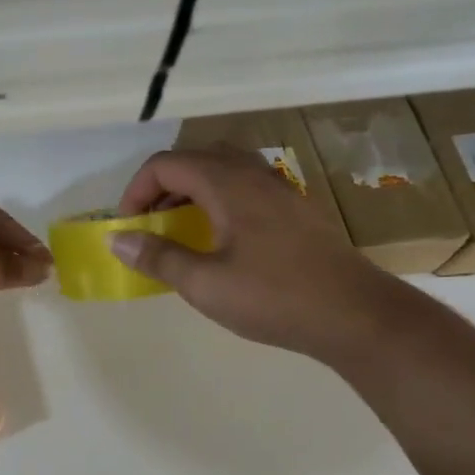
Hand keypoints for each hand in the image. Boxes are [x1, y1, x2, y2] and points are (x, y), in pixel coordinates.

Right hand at [111, 148, 397, 357]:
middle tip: (150, 223)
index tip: (129, 226)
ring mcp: (280, 190)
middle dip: (161, 187)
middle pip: (195, 159)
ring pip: (223, 170)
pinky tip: (220, 240)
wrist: (356, 314)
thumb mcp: (205, 284)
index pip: (166, 164)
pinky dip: (218, 200)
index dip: (137, 190)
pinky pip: (245, 187)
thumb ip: (158, 257)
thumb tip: (117, 239)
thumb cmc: (274, 297)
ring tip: (180, 229)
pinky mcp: (296, 209)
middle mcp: (254, 175)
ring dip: (191, 192)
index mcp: (228, 184)